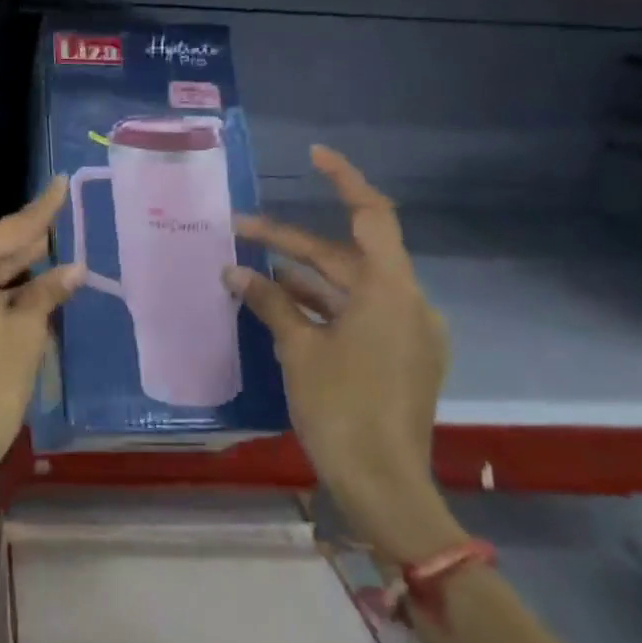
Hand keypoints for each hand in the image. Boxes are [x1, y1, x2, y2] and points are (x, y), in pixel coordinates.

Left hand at [0, 179, 82, 481]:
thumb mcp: (25, 334)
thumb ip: (46, 291)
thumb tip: (74, 268)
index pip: (6, 232)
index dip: (40, 212)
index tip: (58, 183)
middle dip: (24, 243)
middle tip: (60, 222)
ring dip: (7, 268)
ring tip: (47, 253)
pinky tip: (20, 283)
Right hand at [224, 147, 460, 564]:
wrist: (385, 485)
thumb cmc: (340, 408)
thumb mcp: (298, 349)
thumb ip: (269, 302)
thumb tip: (234, 272)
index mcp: (389, 290)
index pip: (371, 215)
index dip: (344, 180)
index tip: (313, 157)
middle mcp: (407, 302)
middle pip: (348, 256)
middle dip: (293, 243)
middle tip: (241, 231)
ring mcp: (407, 332)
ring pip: (350, 288)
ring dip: (303, 278)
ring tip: (252, 271)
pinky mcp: (401, 358)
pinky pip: (358, 316)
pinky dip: (322, 307)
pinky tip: (282, 308)